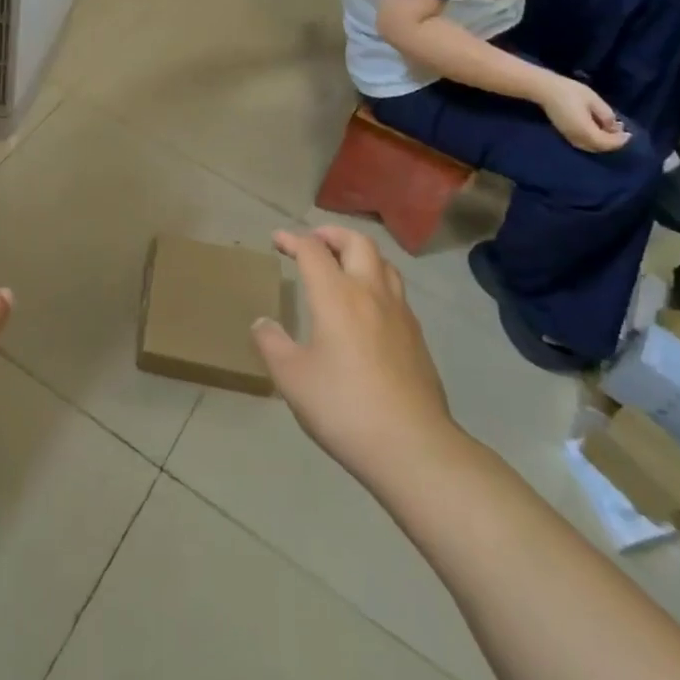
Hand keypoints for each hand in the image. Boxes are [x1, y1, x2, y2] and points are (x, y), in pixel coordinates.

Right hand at [252, 227, 460, 496]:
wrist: (412, 446)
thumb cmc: (343, 407)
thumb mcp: (292, 378)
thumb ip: (272, 344)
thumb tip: (262, 323)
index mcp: (336, 295)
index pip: (313, 251)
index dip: (292, 240)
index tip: (278, 240)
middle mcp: (370, 292)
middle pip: (356, 242)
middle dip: (332, 234)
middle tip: (313, 241)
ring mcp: (399, 313)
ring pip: (383, 262)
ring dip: (359, 253)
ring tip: (343, 265)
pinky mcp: (416, 336)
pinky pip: (395, 290)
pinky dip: (376, 280)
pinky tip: (367, 306)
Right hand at [539, 76, 629, 153]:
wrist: (545, 90)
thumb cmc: (571, 92)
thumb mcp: (594, 100)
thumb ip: (606, 116)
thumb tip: (613, 127)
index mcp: (585, 130)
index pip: (606, 142)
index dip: (619, 140)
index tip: (629, 134)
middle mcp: (577, 138)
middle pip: (598, 147)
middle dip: (612, 143)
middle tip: (621, 134)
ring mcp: (569, 137)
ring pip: (590, 147)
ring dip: (602, 143)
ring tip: (611, 133)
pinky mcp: (564, 133)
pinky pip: (582, 143)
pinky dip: (593, 142)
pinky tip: (597, 132)